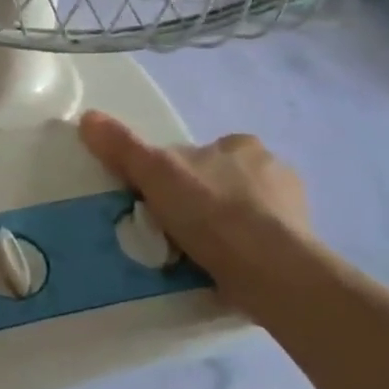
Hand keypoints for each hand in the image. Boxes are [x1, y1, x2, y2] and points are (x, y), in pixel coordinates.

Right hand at [78, 111, 316, 297]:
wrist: (272, 272)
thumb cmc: (214, 213)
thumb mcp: (157, 173)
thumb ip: (123, 147)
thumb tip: (87, 116)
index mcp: (242, 145)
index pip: (200, 153)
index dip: (176, 175)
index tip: (159, 201)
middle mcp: (274, 169)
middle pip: (221, 183)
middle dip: (201, 202)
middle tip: (172, 231)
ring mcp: (292, 210)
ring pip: (243, 215)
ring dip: (222, 231)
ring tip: (194, 257)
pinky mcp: (301, 248)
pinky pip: (260, 245)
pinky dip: (241, 255)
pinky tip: (221, 272)